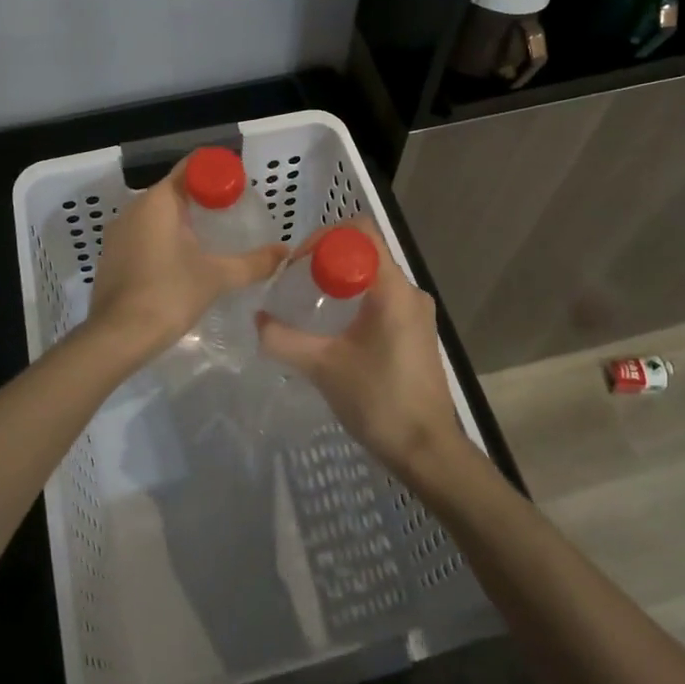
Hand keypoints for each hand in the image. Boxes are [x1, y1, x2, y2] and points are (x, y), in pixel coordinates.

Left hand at [86, 156, 286, 360]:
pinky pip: (144, 235)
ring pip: (158, 215)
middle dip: (204, 200)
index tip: (240, 187)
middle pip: (175, 190)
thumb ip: (253, 262)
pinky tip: (184, 262)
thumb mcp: (217, 277)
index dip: (218, 172)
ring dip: (184, 222)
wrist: (117, 337)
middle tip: (235, 215)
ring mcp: (119, 232)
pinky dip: (165, 240)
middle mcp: (135, 208)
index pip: (192, 168)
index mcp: (158, 201)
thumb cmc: (169, 294)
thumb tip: (285, 252)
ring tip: (214, 240)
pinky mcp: (113, 255)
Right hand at [256, 221, 472, 484]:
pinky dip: (356, 301)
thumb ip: (284, 339)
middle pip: (366, 252)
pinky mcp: (417, 333)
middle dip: (327, 260)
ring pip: (373, 277)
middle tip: (296, 284)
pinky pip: (383, 299)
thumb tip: (258, 320)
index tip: (298, 266)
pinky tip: (334, 330)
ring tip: (309, 306)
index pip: (360, 233)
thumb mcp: (322, 367)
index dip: (324, 238)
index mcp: (393, 289)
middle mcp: (411, 292)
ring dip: (341, 282)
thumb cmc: (378, 401)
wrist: (426, 450)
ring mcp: (417, 313)